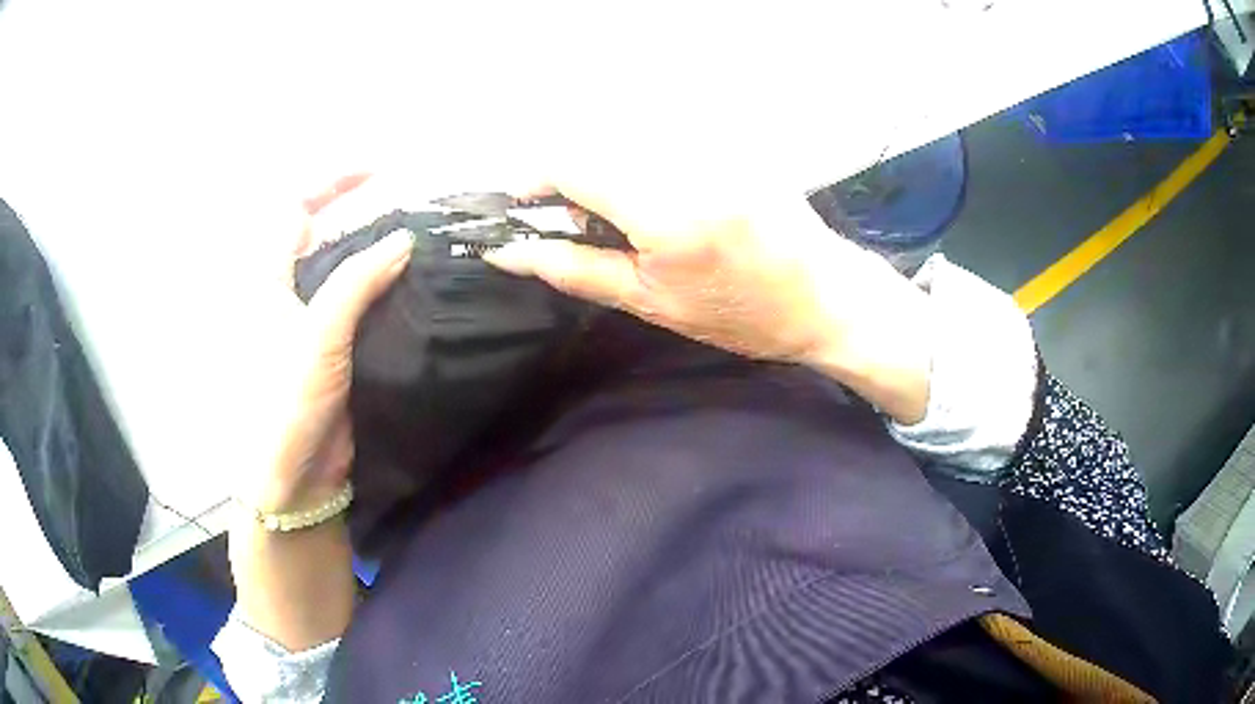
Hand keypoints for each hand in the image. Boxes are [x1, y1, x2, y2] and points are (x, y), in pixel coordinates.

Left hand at [241, 174, 411, 514]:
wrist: (294, 475)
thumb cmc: (287, 402)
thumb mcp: (317, 337)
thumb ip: (356, 282)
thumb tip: (403, 239)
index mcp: (268, 280)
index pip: (295, 210)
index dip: (332, 183)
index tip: (379, 171)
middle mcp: (290, 293)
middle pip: (326, 237)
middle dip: (365, 217)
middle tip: (416, 211)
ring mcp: (314, 322)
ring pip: (349, 272)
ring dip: (382, 256)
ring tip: (427, 244)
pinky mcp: (337, 349)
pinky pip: (364, 307)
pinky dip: (389, 292)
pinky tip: (419, 288)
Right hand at [483, 172, 933, 423]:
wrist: (824, 296)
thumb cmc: (740, 315)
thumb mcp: (650, 303)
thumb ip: (575, 268)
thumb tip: (510, 252)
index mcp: (667, 210)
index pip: (574, 163)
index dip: (536, 179)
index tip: (524, 205)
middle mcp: (689, 162)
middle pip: (596, 142)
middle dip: (573, 178)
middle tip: (585, 224)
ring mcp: (716, 144)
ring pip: (628, 137)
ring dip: (608, 169)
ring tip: (630, 217)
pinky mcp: (733, 139)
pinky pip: (665, 137)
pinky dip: (644, 163)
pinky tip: (665, 198)